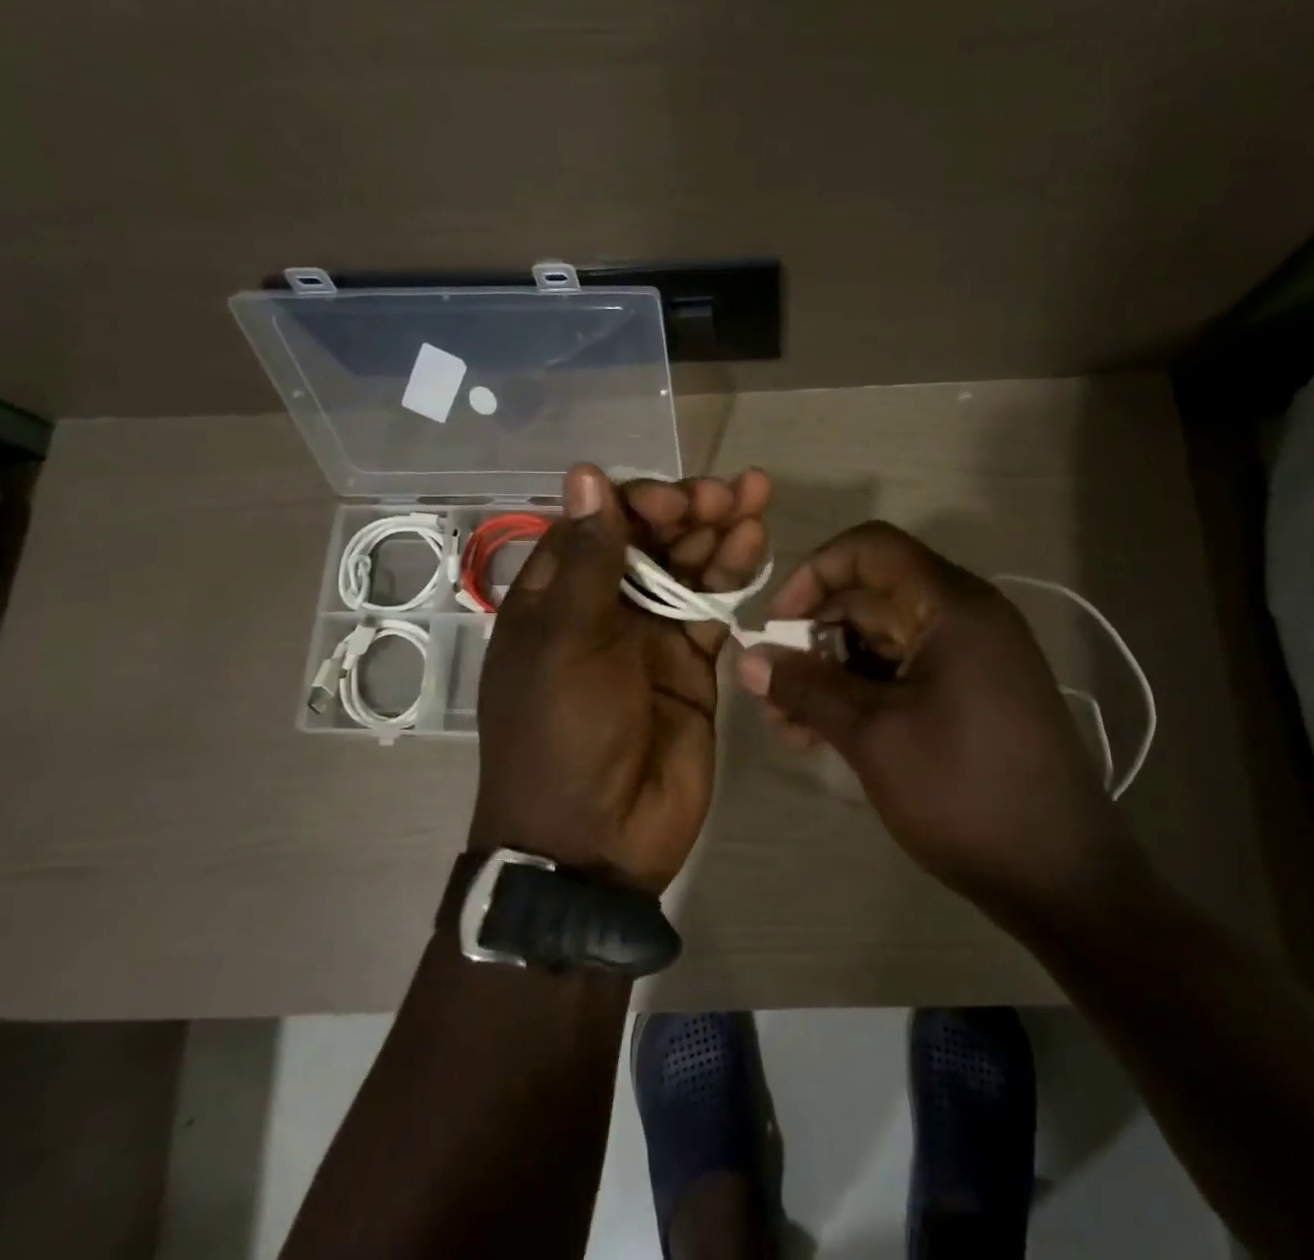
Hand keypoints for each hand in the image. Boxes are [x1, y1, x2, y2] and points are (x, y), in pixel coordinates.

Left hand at [472, 464, 770, 894]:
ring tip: (755, 497)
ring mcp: (651, 634)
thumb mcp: (566, 642)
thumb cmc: (562, 734)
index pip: (598, 523)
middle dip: (687, 509)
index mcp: (557, 596)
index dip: (637, 502)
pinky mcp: (694, 662)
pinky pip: (714, 607)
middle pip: (650, 538)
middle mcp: (604, 606)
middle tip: (727, 495)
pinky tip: (756, 542)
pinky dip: (734, 573)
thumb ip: (588, 559)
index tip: (672, 505)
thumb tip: (585, 473)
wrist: (596, 841)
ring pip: (688, 565)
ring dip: (719, 530)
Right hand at [735, 522, 1140, 925]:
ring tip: (791, 727)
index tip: (778, 624)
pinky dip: (862, 693)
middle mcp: (966, 615)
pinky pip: (904, 672)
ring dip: (831, 673)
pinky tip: (824, 734)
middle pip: (871, 597)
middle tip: (773, 691)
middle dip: (813, 638)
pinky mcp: (973, 692)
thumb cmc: (964, 791)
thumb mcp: (873, 736)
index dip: (814, 573)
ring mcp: (973, 656)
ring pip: (882, 640)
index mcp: (952, 604)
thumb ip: (807, 688)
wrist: (1063, 877)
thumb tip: (747, 659)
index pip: (870, 548)